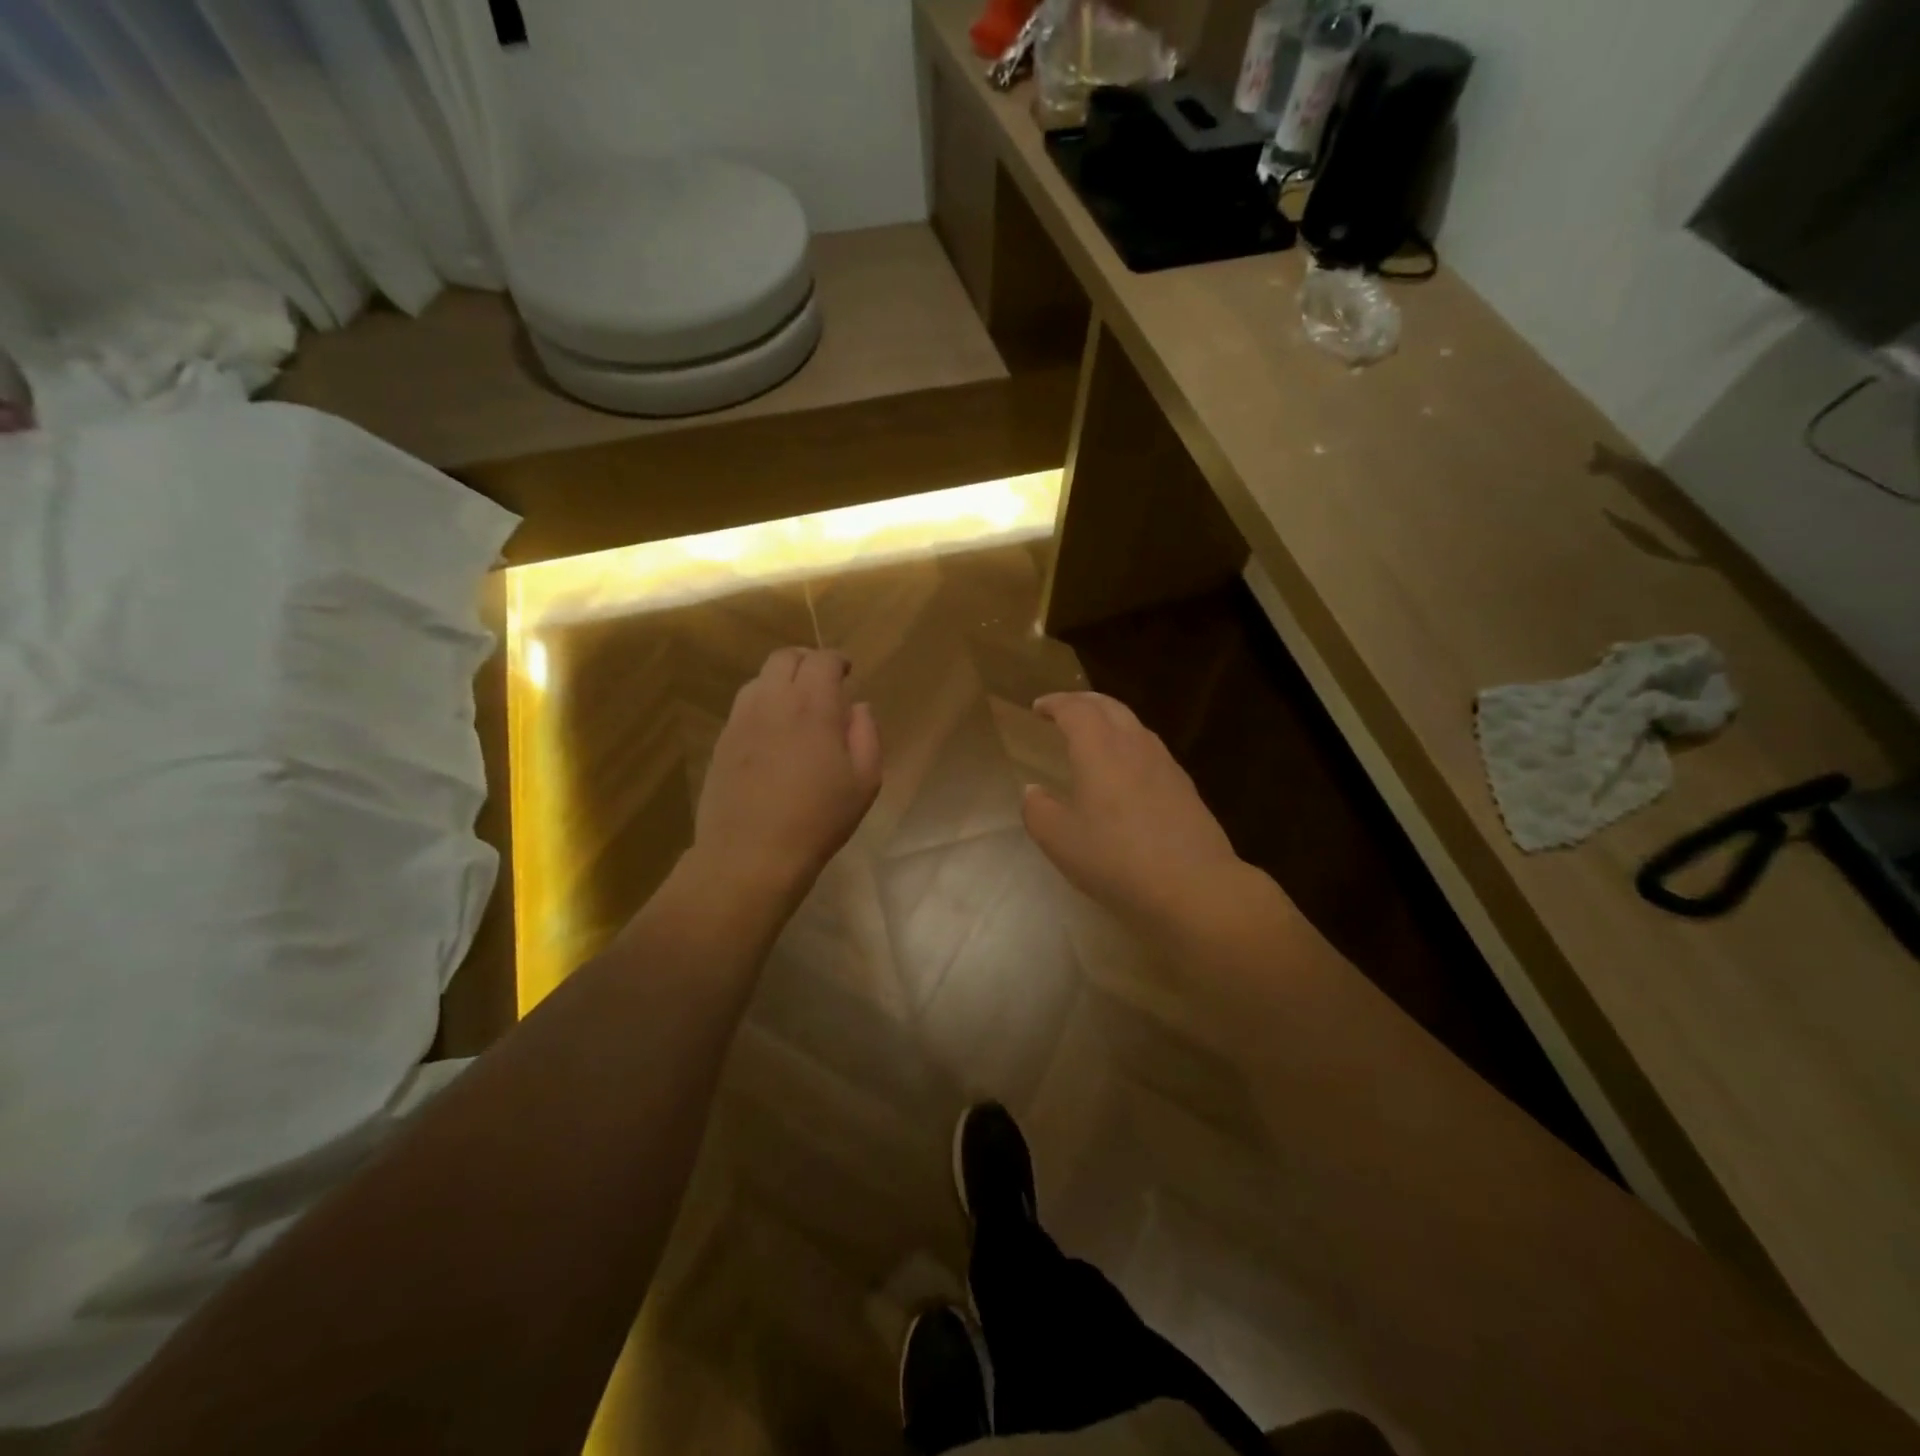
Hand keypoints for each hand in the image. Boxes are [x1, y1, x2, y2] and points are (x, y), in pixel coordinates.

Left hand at [691, 647, 881, 907]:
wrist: (750, 854)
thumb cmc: (818, 819)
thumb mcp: (864, 782)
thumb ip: (867, 735)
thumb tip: (858, 707)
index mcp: (813, 706)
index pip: (822, 660)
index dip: (837, 660)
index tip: (846, 671)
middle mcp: (773, 701)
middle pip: (785, 658)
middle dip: (807, 661)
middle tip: (822, 682)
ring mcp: (741, 720)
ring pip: (759, 679)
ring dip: (781, 681)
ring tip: (796, 705)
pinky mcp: (722, 741)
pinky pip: (743, 706)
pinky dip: (762, 704)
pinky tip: (773, 732)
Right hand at [1022, 692, 1250, 933]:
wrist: (1194, 887)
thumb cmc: (1117, 860)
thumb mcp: (1061, 841)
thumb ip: (1038, 811)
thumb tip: (1033, 791)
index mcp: (1099, 750)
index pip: (1075, 710)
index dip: (1055, 703)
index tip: (1038, 708)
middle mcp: (1134, 746)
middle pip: (1109, 707)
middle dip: (1083, 702)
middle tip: (1064, 710)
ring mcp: (1165, 765)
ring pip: (1134, 726)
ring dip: (1109, 720)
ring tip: (1093, 736)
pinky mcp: (1184, 787)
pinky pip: (1150, 750)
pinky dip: (1129, 745)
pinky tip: (1126, 771)